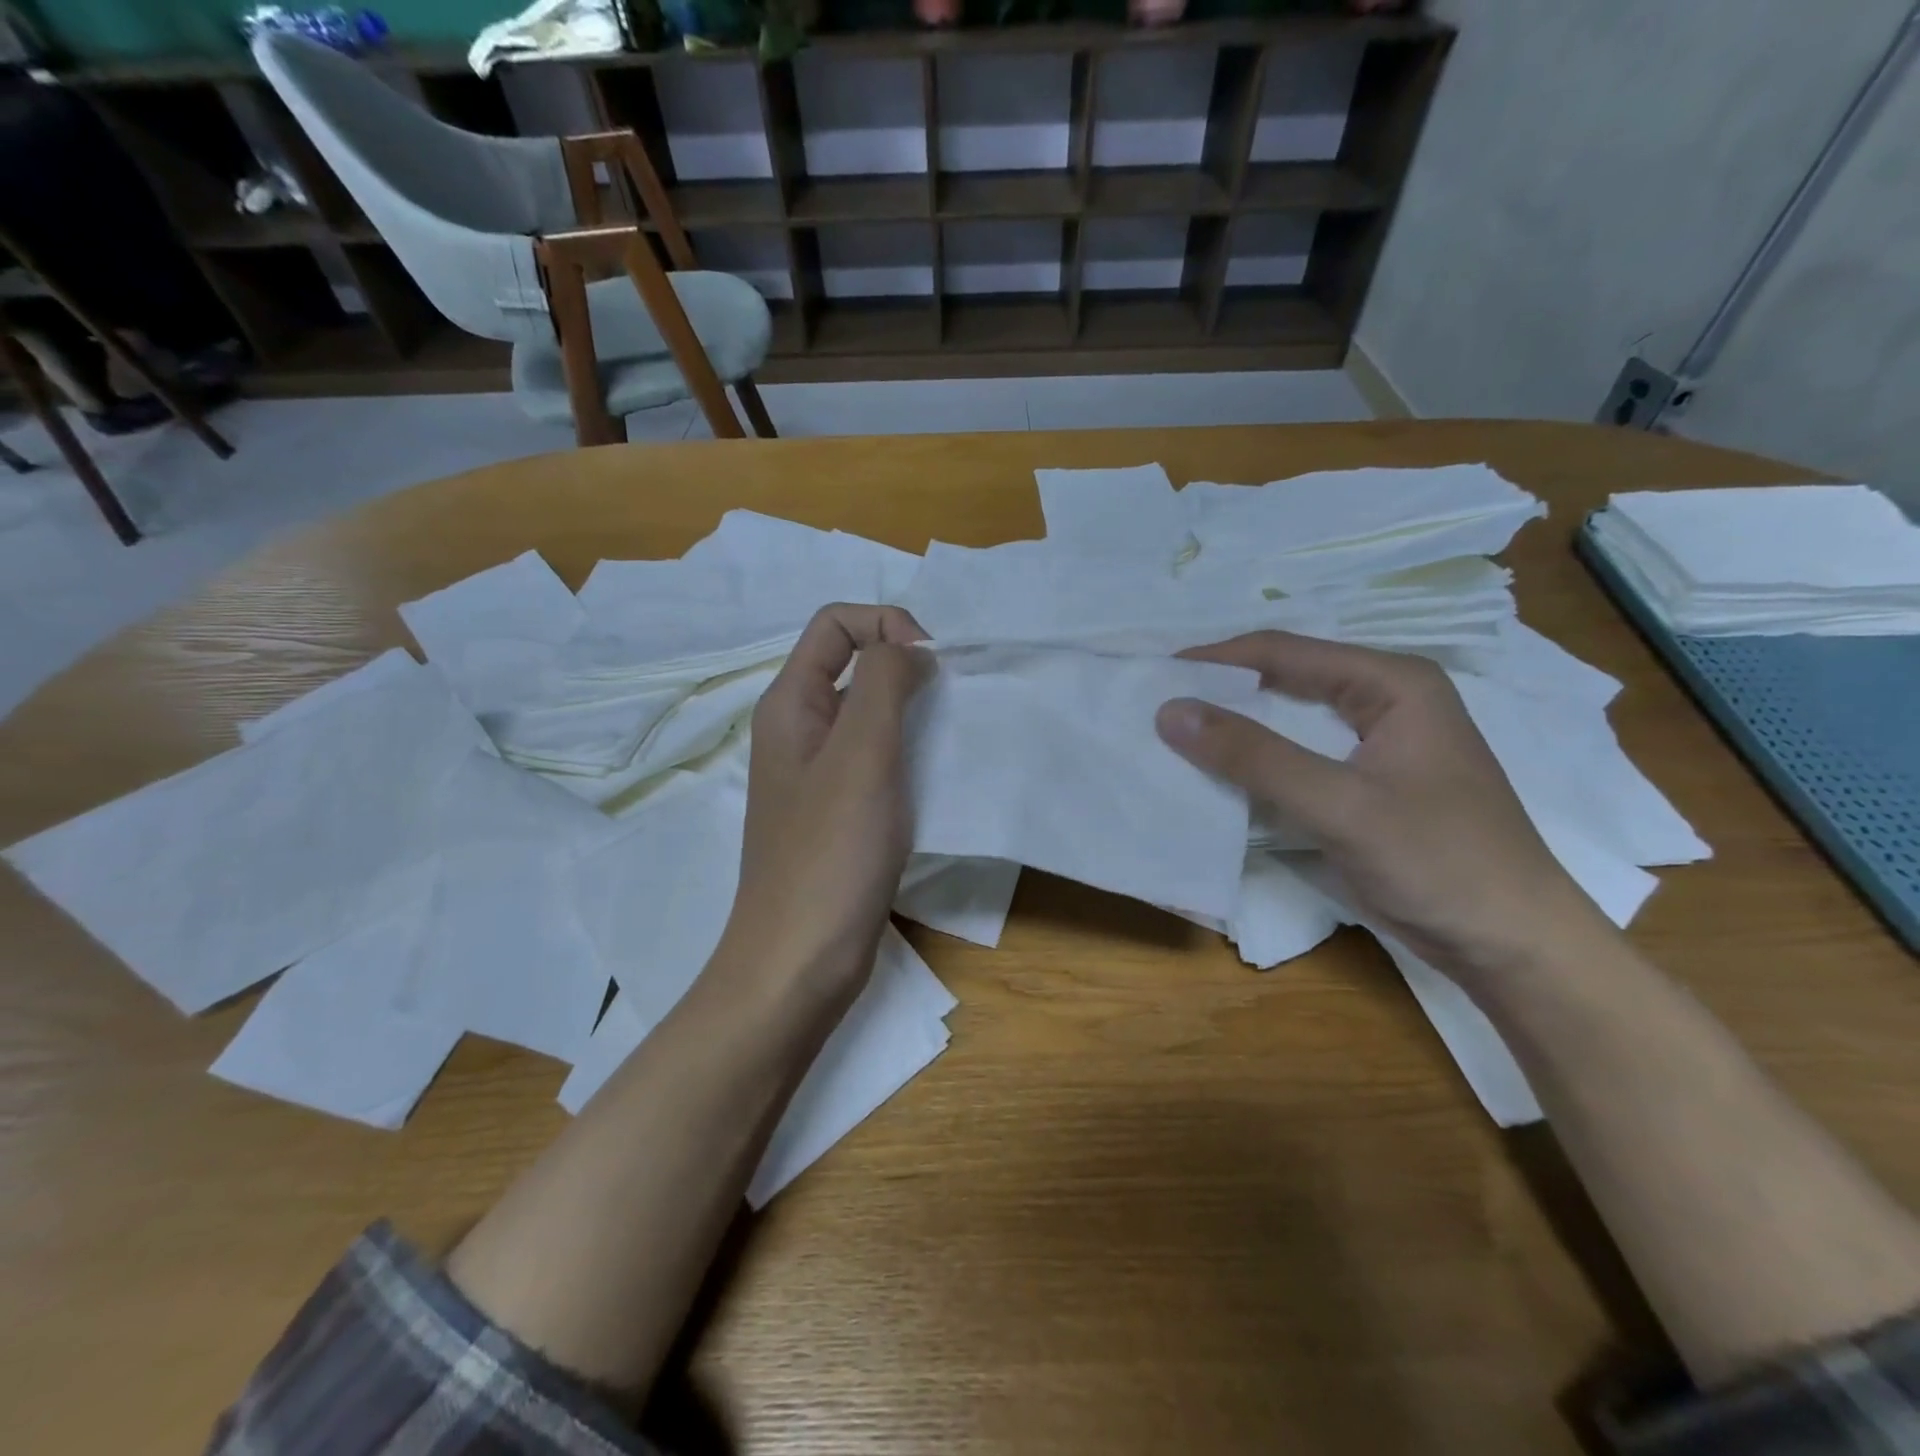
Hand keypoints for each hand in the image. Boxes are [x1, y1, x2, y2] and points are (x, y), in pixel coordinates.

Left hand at [721, 604, 929, 1013]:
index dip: (886, 624)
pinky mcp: (838, 814)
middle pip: (853, 665)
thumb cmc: (830, 855)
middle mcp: (797, 731)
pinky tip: (936, 777)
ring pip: (869, 715)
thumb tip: (911, 647)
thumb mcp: (861, 754)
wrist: (799, 962)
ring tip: (950, 736)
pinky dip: (908, 753)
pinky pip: (875, 760)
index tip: (932, 664)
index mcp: (790, 704)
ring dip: (911, 712)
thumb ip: (885, 683)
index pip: (835, 624)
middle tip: (951, 701)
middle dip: (906, 666)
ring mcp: (816, 776)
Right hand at [1156, 632, 1612, 981]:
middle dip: (1222, 691)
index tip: (1154, 676)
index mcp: (1392, 683)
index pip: (1285, 651)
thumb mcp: (1340, 805)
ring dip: (1235, 728)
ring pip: (1288, 720)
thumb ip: (1254, 756)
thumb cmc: (1439, 862)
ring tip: (1174, 734)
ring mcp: (1375, 744)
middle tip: (1157, 704)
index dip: (1216, 660)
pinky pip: (1296, 757)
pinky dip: (1255, 763)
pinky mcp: (1365, 784)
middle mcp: (1384, 700)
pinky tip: (1216, 774)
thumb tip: (1170, 711)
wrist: (1512, 946)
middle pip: (1285, 679)